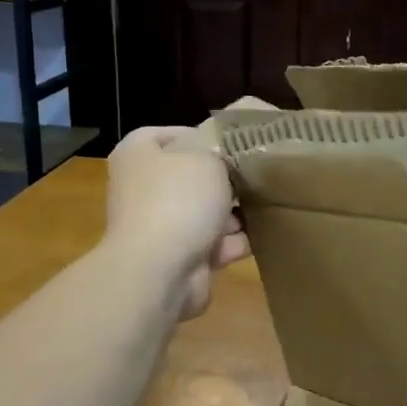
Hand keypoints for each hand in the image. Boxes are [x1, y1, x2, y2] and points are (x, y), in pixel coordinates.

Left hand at [105, 127, 249, 318]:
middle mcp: (143, 188)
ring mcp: (159, 225)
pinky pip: (213, 243)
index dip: (205, 135)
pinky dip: (236, 242)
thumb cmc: (178, 199)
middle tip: (259, 174)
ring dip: (234, 213)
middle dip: (226, 178)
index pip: (172, 134)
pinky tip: (266, 234)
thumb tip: (227, 156)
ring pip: (205, 211)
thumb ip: (220, 151)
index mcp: (138, 155)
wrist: (160, 271)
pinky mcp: (177, 257)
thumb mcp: (207, 157)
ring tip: (269, 203)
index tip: (237, 143)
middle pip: (192, 175)